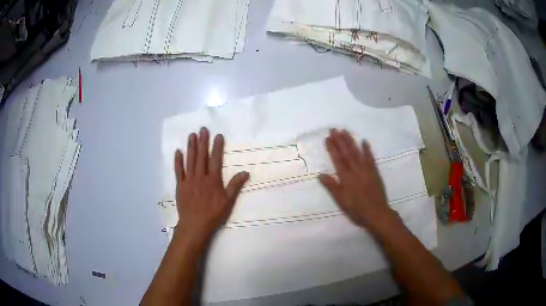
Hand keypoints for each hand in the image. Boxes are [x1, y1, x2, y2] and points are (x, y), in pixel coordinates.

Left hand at [174, 127, 248, 240]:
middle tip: (203, 129)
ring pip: (190, 160)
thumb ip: (235, 185)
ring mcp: (188, 180)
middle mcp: (200, 176)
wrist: (195, 224)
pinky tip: (178, 152)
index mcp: (212, 180)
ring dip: (191, 147)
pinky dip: (178, 161)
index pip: (215, 159)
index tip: (218, 135)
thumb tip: (245, 172)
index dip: (217, 147)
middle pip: (201, 156)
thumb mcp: (228, 201)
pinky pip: (178, 171)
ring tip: (192, 135)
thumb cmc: (213, 214)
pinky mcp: (180, 185)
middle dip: (202, 141)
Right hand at [319, 129, 394, 231]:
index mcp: (346, 178)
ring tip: (345, 131)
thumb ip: (332, 187)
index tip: (327, 137)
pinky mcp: (375, 172)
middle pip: (347, 153)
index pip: (338, 159)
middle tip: (334, 129)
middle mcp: (356, 170)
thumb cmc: (357, 210)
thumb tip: (320, 175)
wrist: (377, 214)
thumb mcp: (341, 201)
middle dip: (340, 140)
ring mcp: (367, 170)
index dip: (332, 148)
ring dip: (351, 141)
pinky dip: (367, 149)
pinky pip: (370, 158)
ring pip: (357, 152)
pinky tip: (364, 141)